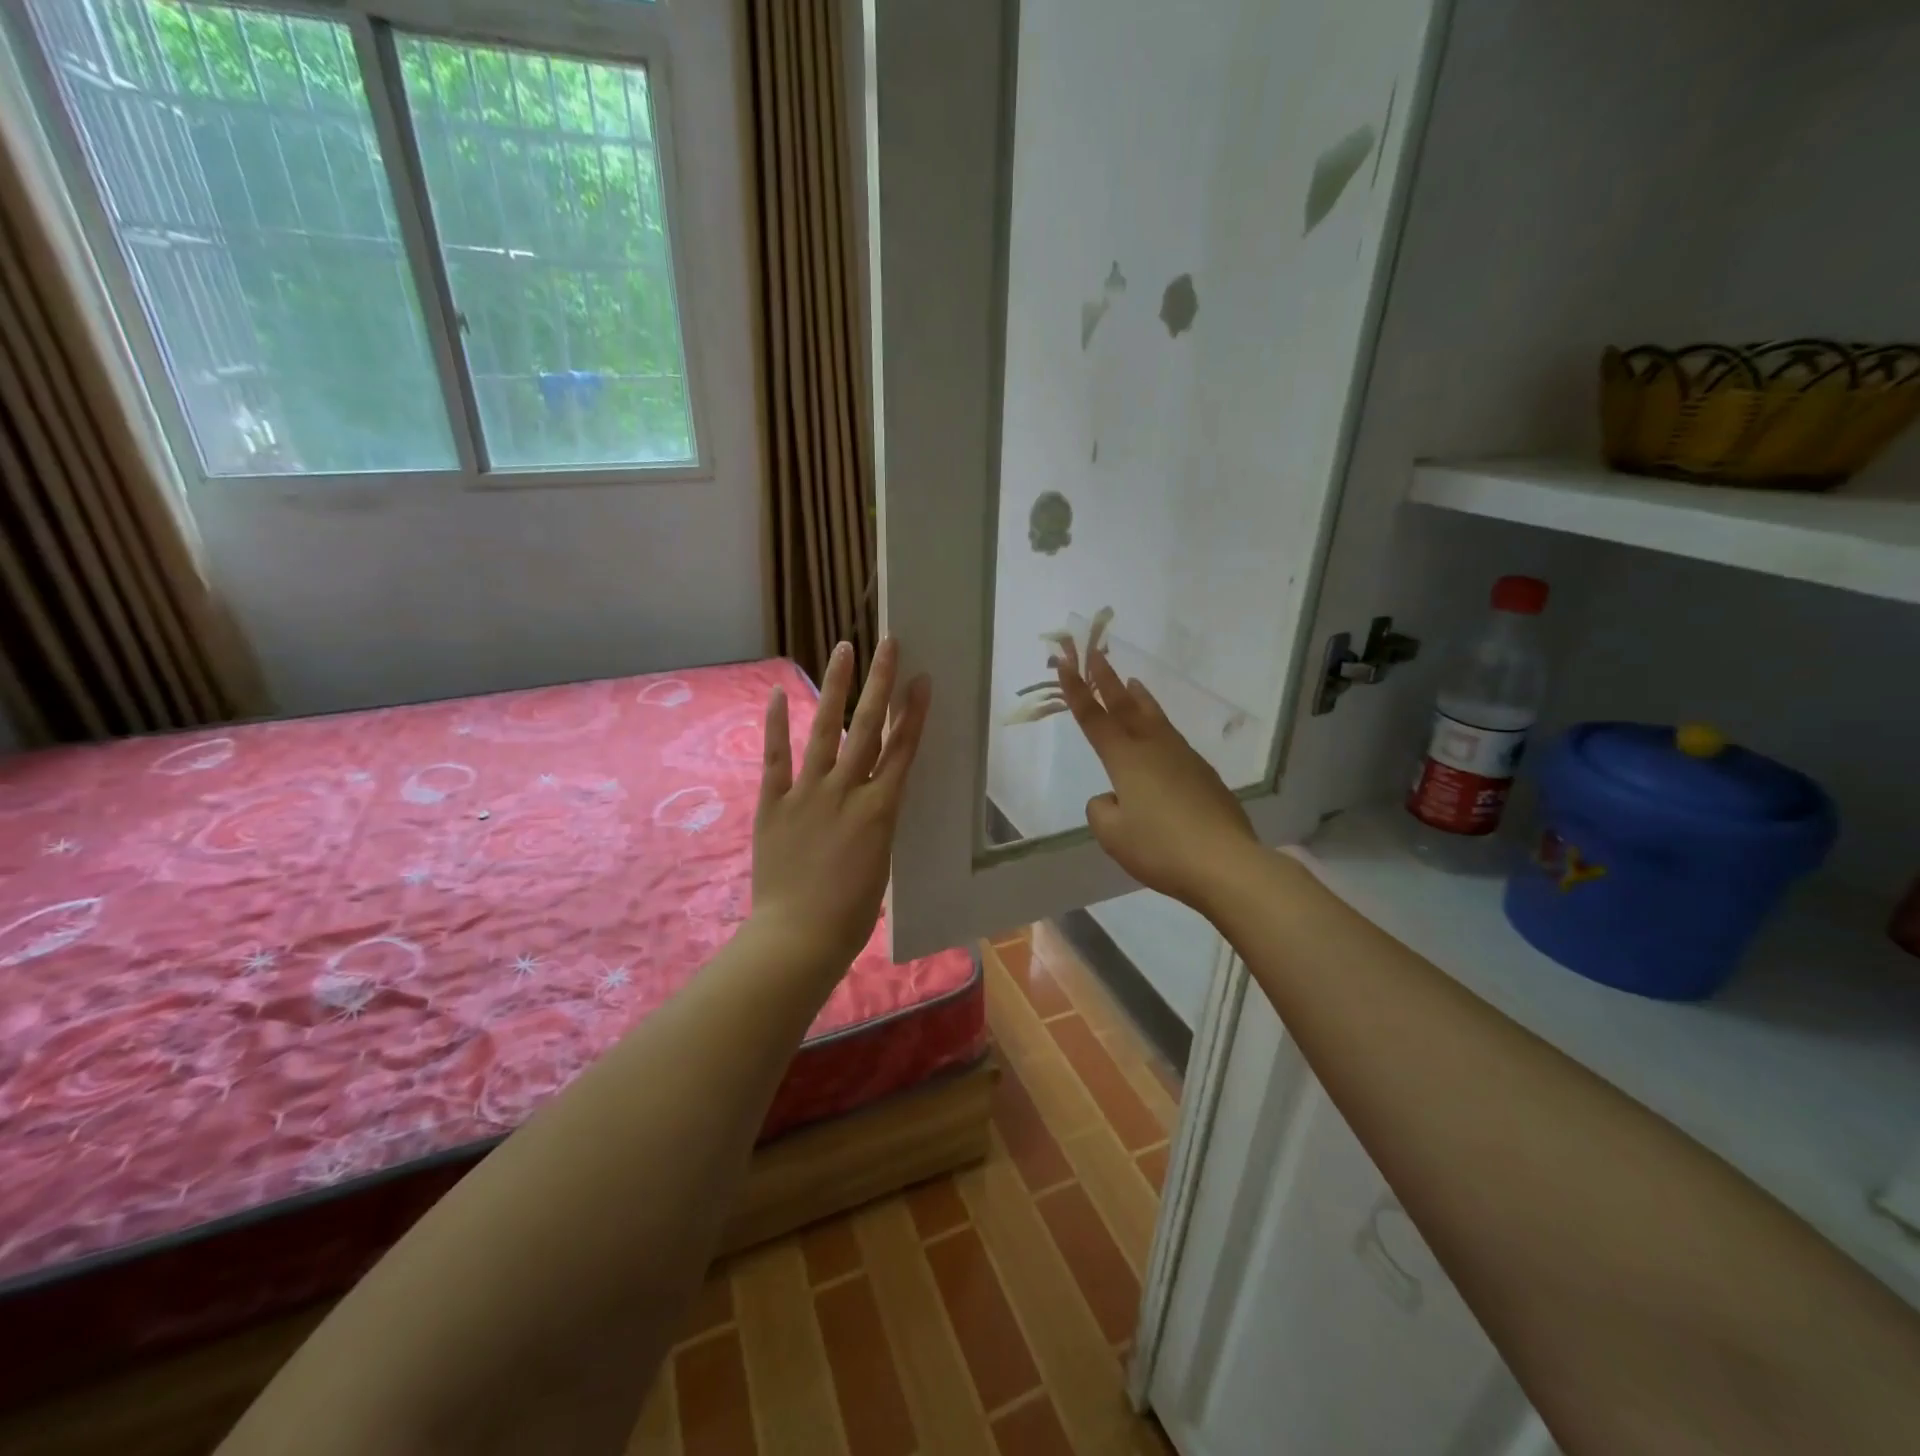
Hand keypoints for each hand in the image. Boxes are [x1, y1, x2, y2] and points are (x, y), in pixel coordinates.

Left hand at [751, 637, 931, 972]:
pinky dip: (776, 725)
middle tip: (888, 644)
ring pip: (826, 731)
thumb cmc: (850, 914)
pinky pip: (775, 758)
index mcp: (881, 810)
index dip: (913, 714)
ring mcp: (808, 794)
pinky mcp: (773, 804)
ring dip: (835, 688)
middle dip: (880, 684)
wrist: (799, 937)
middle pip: (868, 728)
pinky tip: (779, 693)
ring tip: (843, 650)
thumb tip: (872, 801)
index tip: (921, 680)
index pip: (902, 751)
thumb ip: (876, 824)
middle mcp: (847, 791)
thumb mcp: (880, 863)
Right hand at [1055, 643, 1258, 912]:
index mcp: (1126, 760)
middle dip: (1108, 680)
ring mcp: (1184, 758)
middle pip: (1126, 707)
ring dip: (1139, 699)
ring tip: (1133, 683)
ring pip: (1155, 718)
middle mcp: (1154, 749)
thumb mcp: (1113, 835)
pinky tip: (1161, 743)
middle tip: (1097, 654)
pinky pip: (1173, 741)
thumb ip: (1102, 810)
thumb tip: (1114, 797)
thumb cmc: (1160, 847)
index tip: (1065, 663)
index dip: (1077, 691)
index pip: (1094, 719)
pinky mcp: (1204, 775)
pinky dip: (1160, 728)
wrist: (1225, 862)